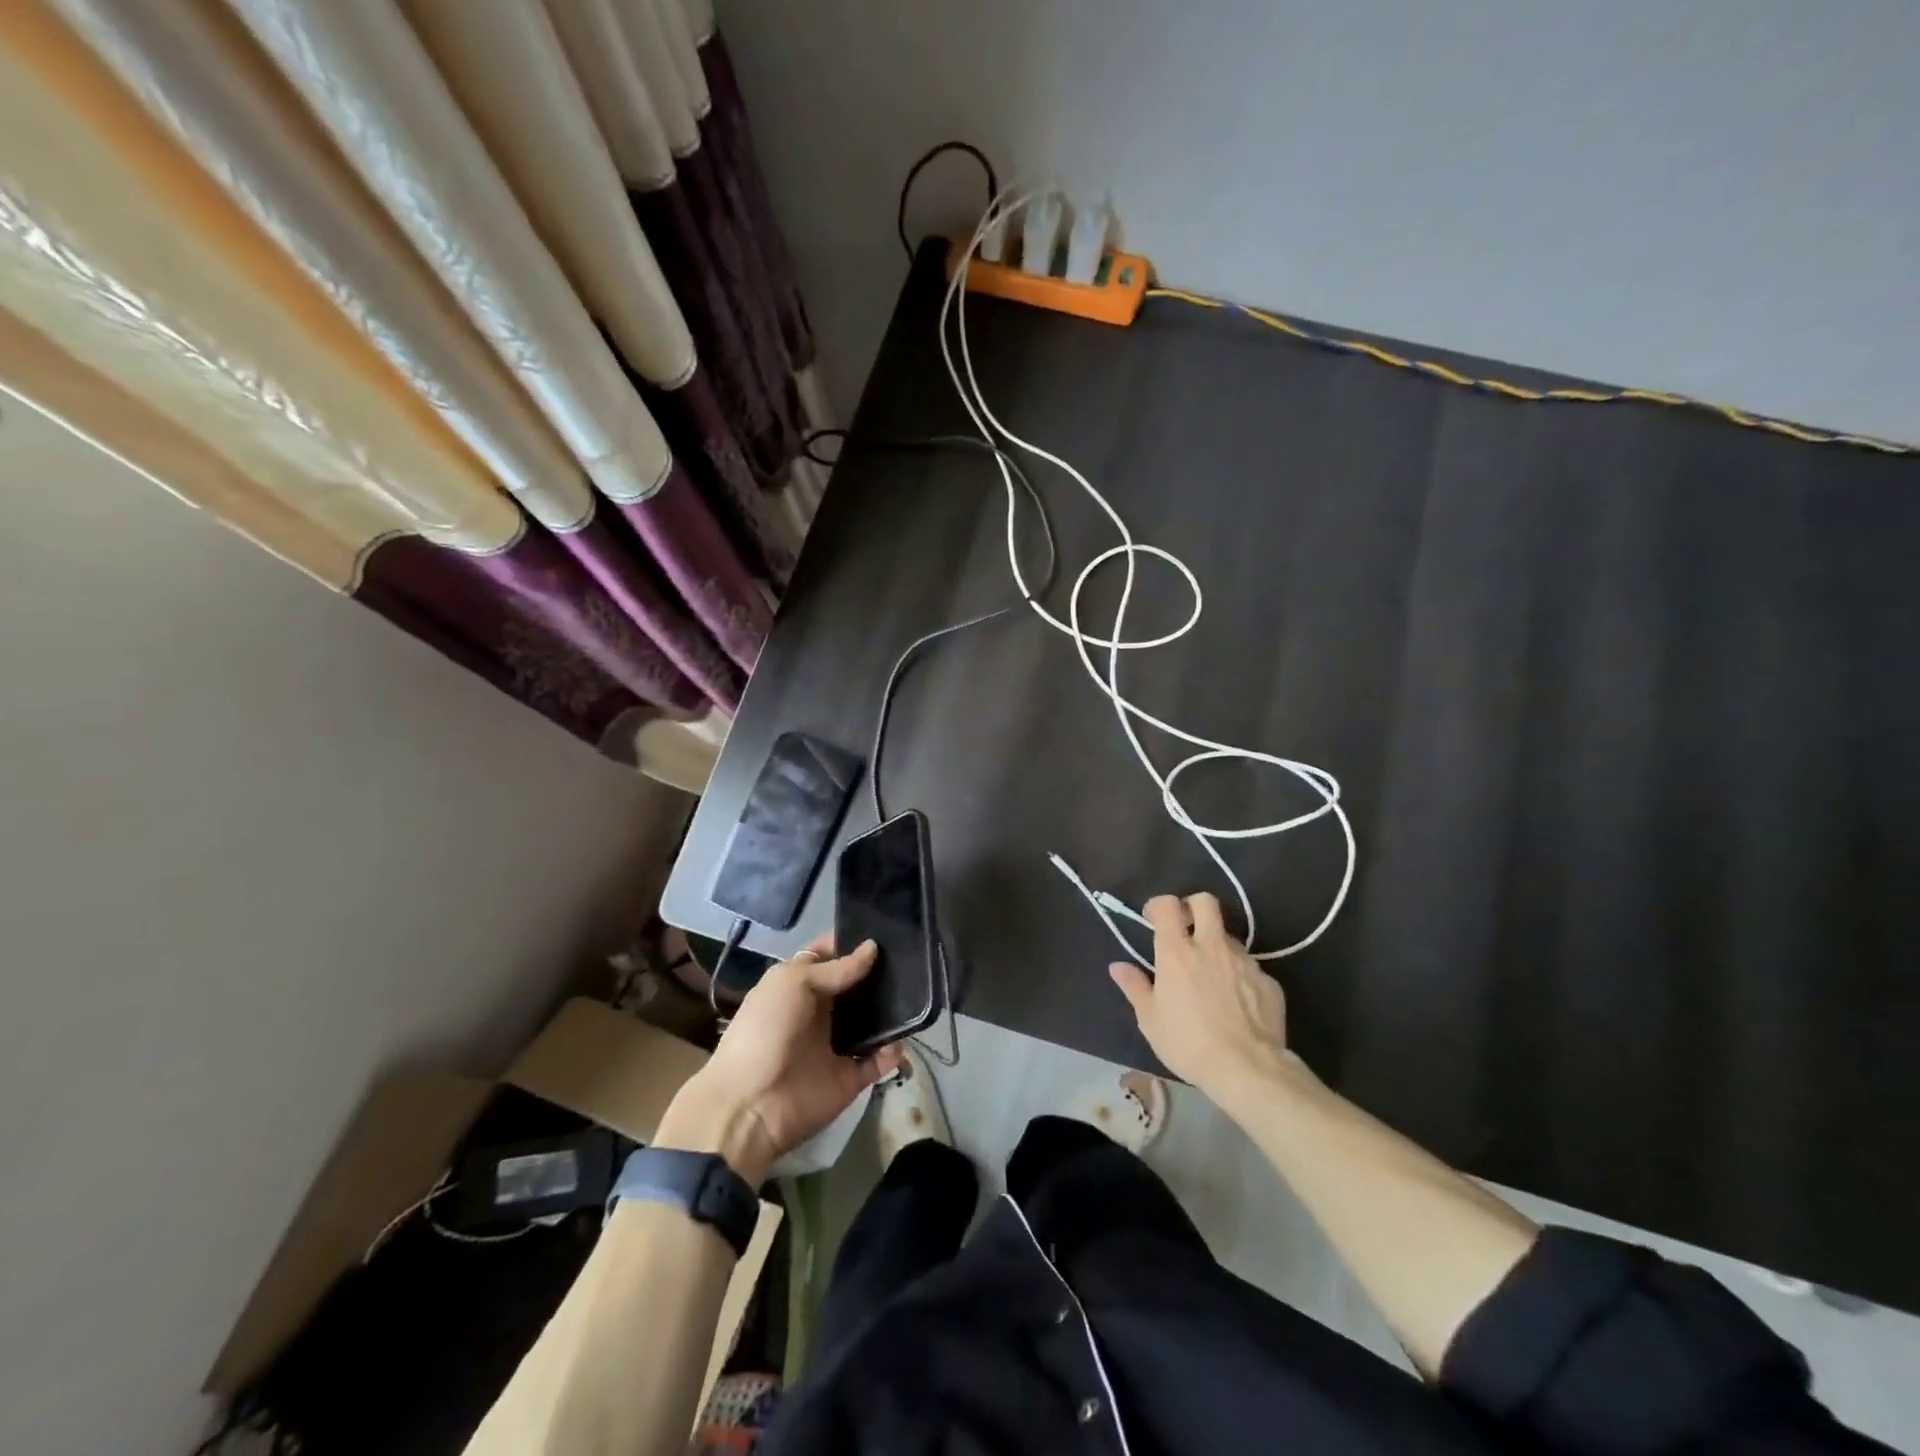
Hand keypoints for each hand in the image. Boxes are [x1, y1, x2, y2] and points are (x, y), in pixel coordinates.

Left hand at [656, 935, 904, 1184]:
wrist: (750, 1105)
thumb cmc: (766, 1031)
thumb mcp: (793, 983)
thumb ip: (836, 968)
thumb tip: (873, 948)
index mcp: (801, 985)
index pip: (831, 956)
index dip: (853, 942)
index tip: (886, 928)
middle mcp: (821, 1012)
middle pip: (857, 986)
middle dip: (881, 972)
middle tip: (912, 957)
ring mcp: (837, 1045)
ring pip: (873, 1021)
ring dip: (893, 1010)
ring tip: (919, 993)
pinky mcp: (850, 1077)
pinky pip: (879, 1061)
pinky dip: (893, 1052)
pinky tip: (902, 1040)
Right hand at [1109, 893, 1297, 1108]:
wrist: (1248, 1069)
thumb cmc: (1188, 1043)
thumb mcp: (1150, 1020)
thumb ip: (1134, 987)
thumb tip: (1118, 967)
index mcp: (1177, 951)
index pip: (1168, 905)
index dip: (1159, 906)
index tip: (1153, 920)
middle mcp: (1212, 946)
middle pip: (1205, 902)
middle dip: (1193, 907)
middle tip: (1186, 928)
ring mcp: (1244, 961)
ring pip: (1229, 936)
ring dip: (1216, 946)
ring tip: (1211, 975)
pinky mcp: (1268, 980)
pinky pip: (1250, 967)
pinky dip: (1239, 975)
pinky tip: (1236, 1002)